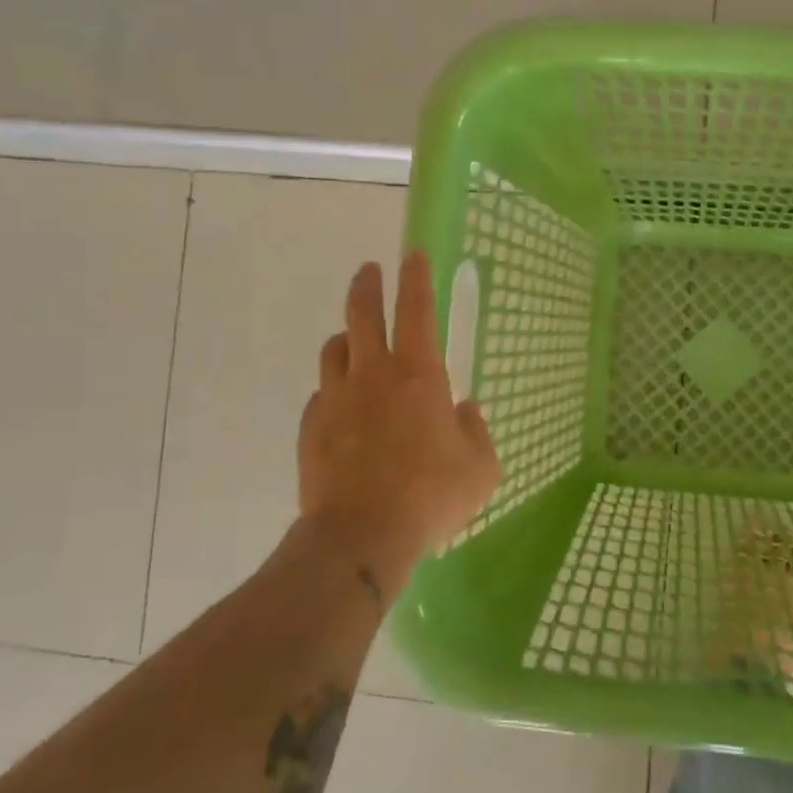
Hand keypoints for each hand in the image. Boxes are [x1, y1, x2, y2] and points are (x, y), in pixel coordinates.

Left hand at [295, 252, 499, 583]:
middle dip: (368, 286)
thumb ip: (476, 432)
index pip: (416, 310)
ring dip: (347, 338)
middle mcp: (373, 375)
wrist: (361, 537)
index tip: (412, 255)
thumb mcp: (480, 468)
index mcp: (419, 375)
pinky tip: (343, 407)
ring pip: (334, 350)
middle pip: (362, 314)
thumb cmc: (431, 497)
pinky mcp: (311, 429)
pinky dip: (334, 389)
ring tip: (355, 342)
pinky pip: (321, 394)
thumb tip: (464, 410)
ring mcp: (335, 400)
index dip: (415, 278)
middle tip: (370, 271)